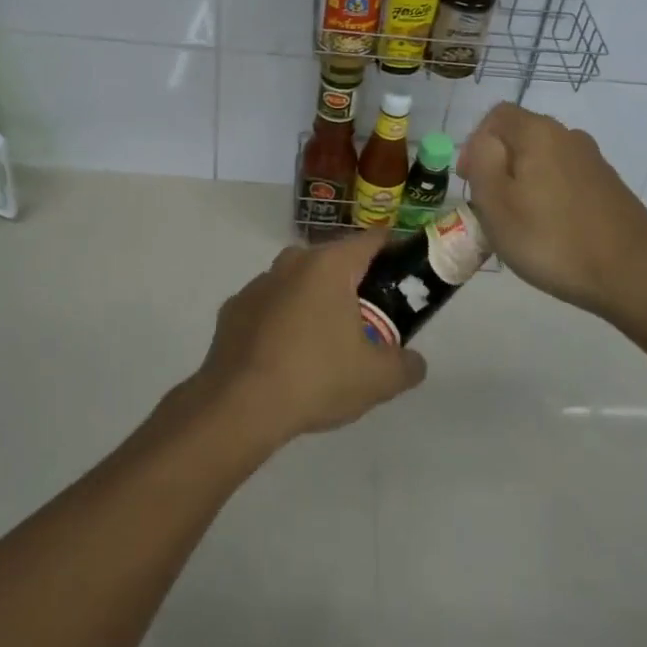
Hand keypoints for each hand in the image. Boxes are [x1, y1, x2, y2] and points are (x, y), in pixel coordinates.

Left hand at [193, 230, 427, 447]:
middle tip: (371, 317)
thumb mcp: (378, 379)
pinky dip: (282, 320)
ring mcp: (258, 283)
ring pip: (298, 281)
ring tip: (325, 340)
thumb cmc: (316, 378)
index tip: (406, 272)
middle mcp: (292, 262)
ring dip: (314, 300)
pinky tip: (285, 355)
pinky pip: (269, 306)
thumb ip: (406, 365)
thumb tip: (414, 362)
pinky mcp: (233, 309)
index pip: (371, 240)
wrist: (238, 407)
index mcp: (330, 266)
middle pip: (334, 260)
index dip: (394, 251)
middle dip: (354, 282)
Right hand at [459, 102, 646, 316]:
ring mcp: (594, 163)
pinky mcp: (610, 188)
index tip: (469, 182)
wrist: (633, 275)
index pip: (496, 116)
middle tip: (490, 207)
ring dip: (524, 184)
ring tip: (519, 225)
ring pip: (544, 162)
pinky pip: (566, 181)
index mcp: (539, 132)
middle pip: (521, 138)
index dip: (474, 144)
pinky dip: (550, 198)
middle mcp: (569, 137)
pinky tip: (551, 232)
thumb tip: (485, 143)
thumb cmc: (552, 238)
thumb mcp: (496, 202)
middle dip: (499, 166)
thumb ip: (482, 161)